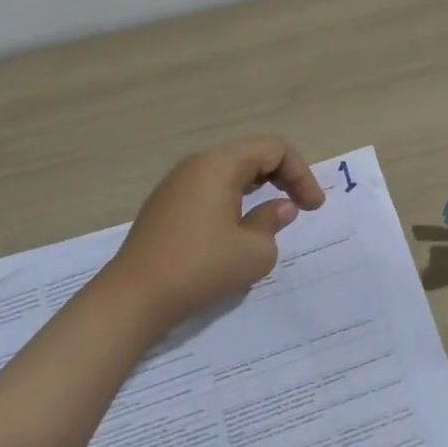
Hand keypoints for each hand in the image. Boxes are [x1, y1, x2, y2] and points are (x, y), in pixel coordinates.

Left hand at [103, 137, 325, 333]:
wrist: (135, 297)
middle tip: (300, 206)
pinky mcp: (165, 206)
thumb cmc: (201, 267)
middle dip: (282, 176)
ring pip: (228, 171)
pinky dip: (233, 198)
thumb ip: (273, 222)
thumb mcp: (254, 251)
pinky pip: (209, 188)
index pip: (274, 149)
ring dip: (257, 187)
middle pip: (250, 154)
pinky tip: (237, 227)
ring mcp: (176, 184)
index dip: (301, 173)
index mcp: (220, 164)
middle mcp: (197, 164)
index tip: (313, 208)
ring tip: (272, 214)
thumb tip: (279, 208)